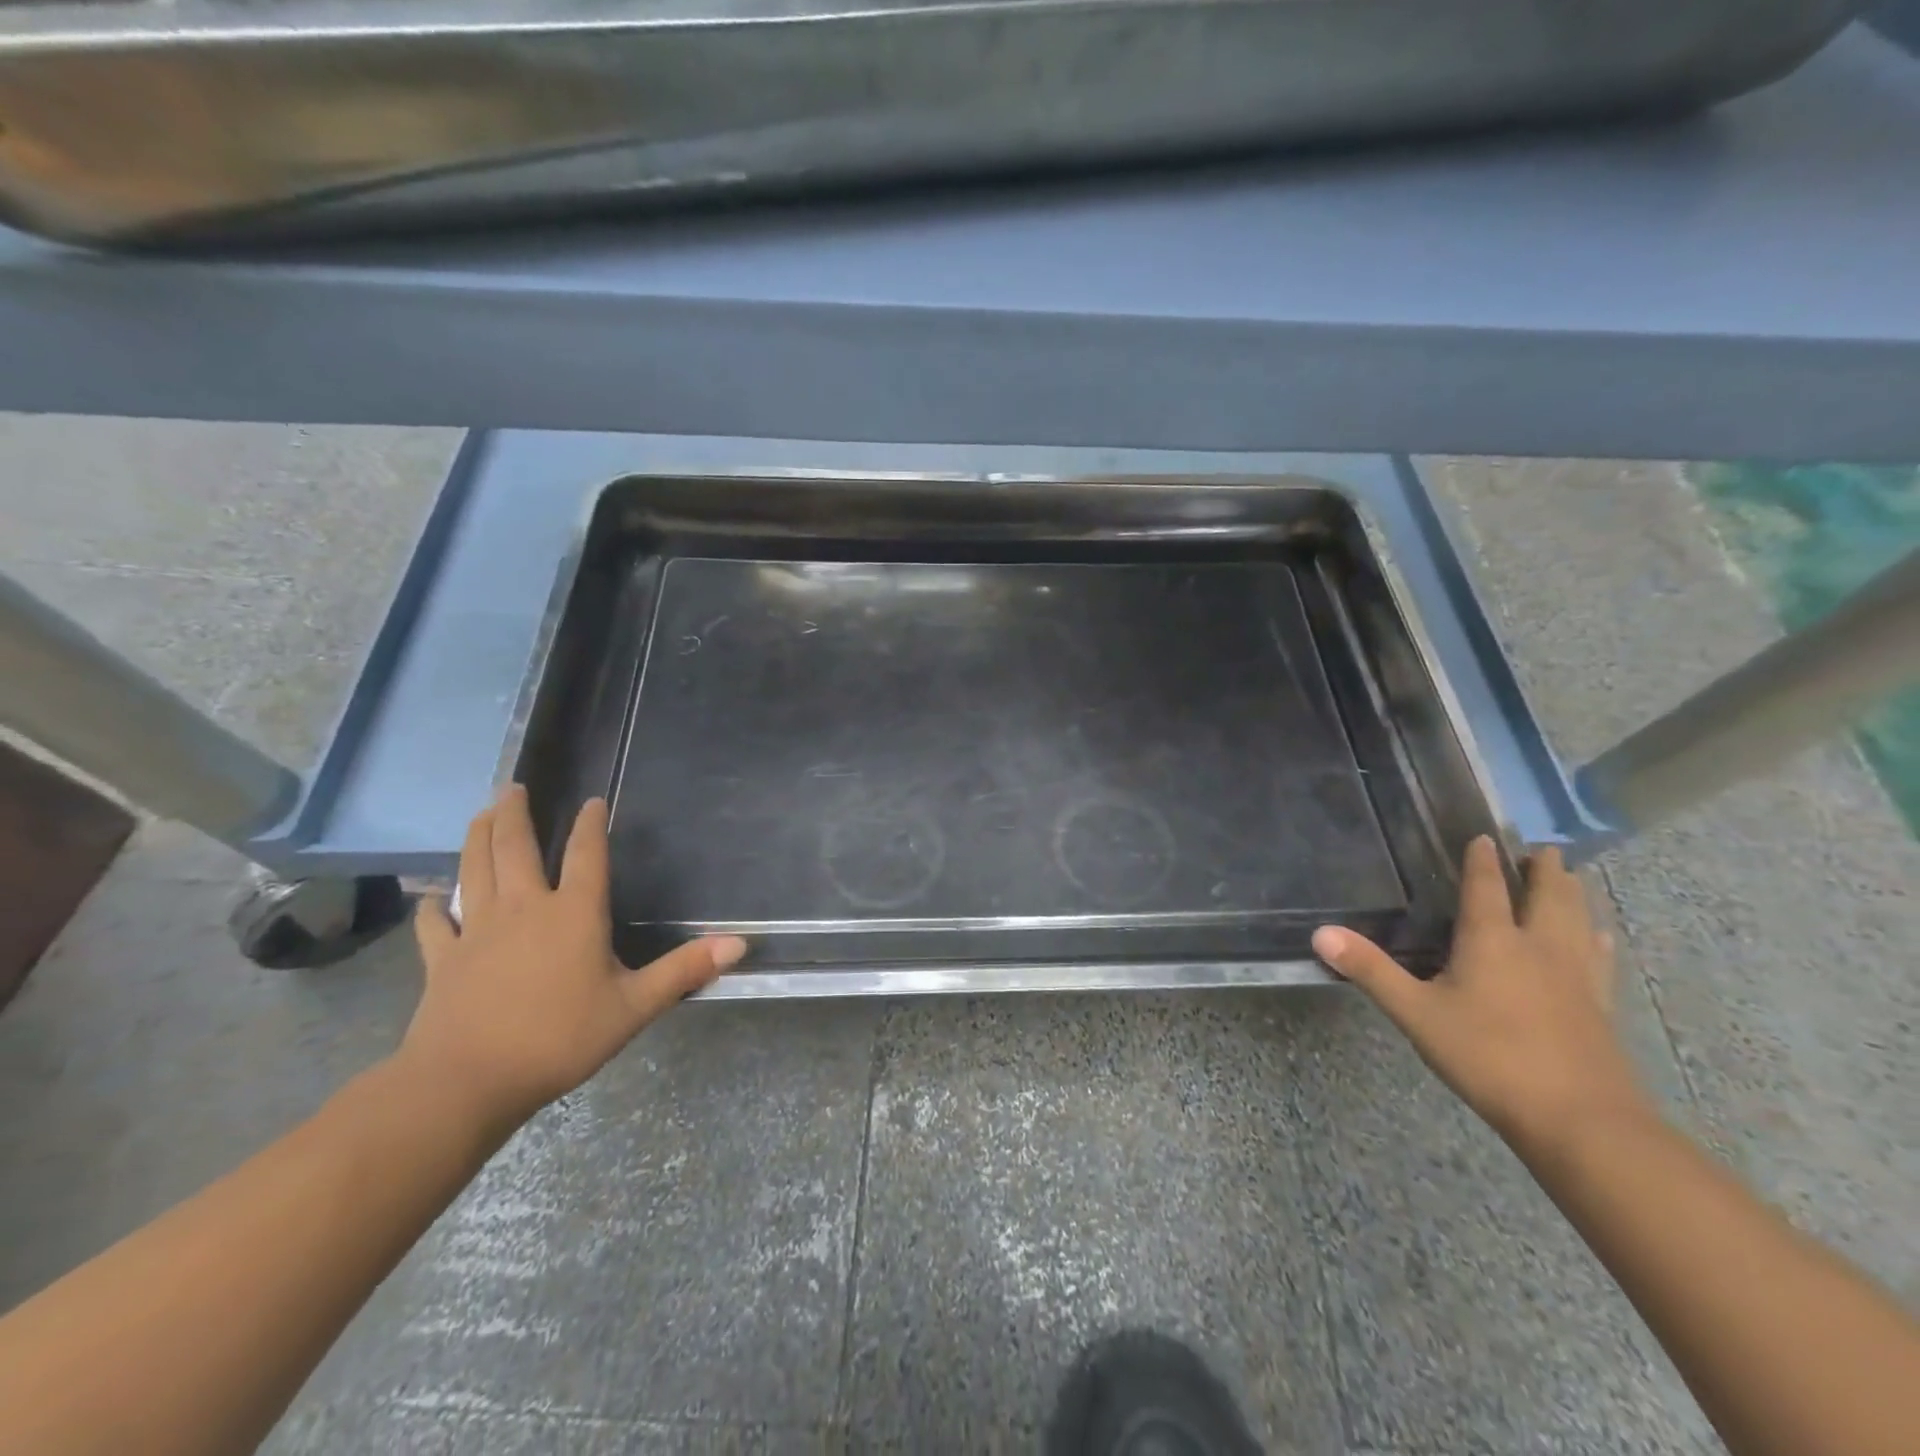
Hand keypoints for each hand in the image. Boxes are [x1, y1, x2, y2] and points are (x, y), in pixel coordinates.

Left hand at [400, 787, 746, 1131]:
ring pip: (475, 870)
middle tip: (513, 786)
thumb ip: (684, 970)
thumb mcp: (634, 1007)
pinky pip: (435, 924)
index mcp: (573, 913)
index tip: (592, 801)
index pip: (585, 855)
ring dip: (477, 838)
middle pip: (515, 848)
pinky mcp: (443, 960)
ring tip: (481, 813)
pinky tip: (432, 899)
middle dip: (516, 814)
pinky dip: (434, 908)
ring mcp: (477, 931)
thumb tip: (740, 942)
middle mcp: (523, 909)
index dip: (590, 825)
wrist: (467, 1082)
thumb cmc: (560, 1039)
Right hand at [1312, 837, 1649, 1153]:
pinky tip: (1601, 936)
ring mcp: (1577, 976)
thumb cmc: (1488, 1056)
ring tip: (1574, 877)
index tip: (1485, 837)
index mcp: (1493, 940)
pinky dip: (1597, 936)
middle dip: (1544, 869)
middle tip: (1542, 849)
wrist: (1579, 1120)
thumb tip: (1320, 933)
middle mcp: (1540, 946)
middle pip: (1548, 895)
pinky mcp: (1600, 1005)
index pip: (1487, 887)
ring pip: (1580, 920)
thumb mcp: (1415, 1013)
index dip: (1483, 861)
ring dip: (1574, 894)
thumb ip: (1369, 970)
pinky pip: (1600, 956)